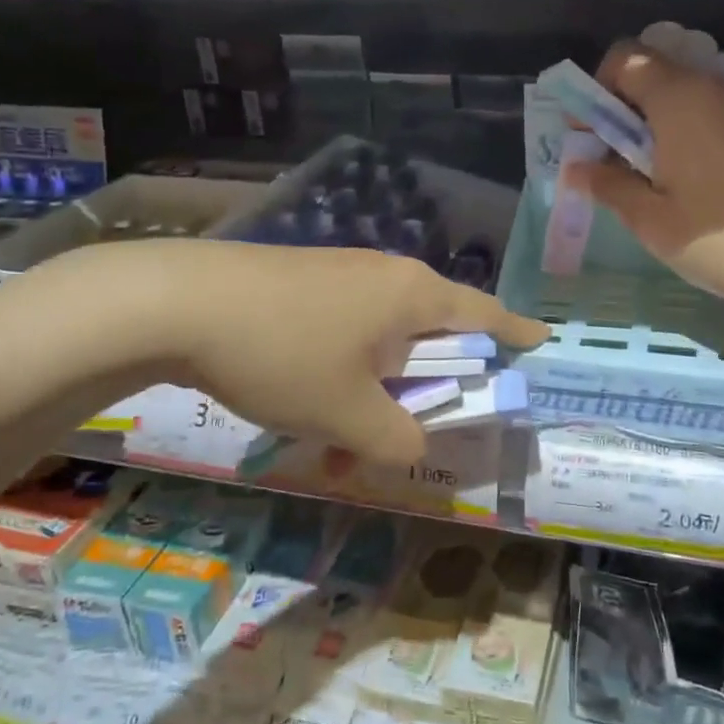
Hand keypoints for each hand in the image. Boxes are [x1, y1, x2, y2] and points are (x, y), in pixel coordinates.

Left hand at [122, 241, 546, 468]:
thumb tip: (414, 447)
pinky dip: (343, 377)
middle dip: (430, 387)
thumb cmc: (284, 353)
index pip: (485, 314)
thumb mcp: (347, 412)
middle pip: (432, 332)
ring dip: (377, 393)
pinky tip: (308, 412)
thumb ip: (396, 439)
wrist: (181, 302)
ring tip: (346, 446)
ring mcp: (342, 276)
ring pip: (381, 341)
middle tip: (425, 427)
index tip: (542, 341)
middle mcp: (386, 276)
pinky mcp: (304, 285)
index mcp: (414, 295)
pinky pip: (345, 334)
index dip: (516, 333)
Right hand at [567, 42, 723, 307]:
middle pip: (654, 74)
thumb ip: (609, 185)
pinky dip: (686, 135)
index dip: (597, 90)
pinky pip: (710, 116)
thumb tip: (579, 168)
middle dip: (623, 110)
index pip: (625, 57)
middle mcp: (713, 88)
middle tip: (614, 164)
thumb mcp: (651, 219)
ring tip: (650, 180)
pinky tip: (689, 184)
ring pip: (683, 97)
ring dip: (654, 125)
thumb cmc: (720, 238)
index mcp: (678, 97)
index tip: (591, 137)